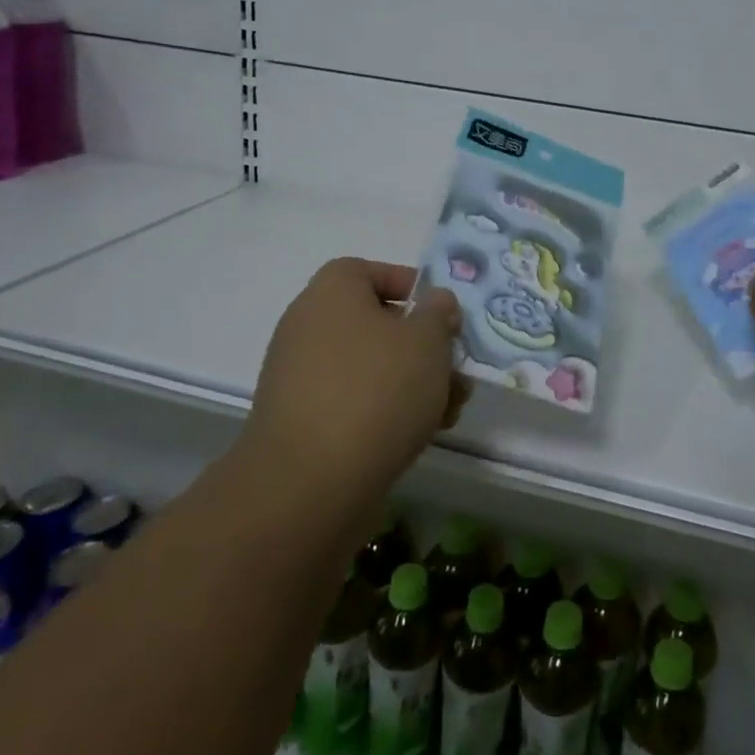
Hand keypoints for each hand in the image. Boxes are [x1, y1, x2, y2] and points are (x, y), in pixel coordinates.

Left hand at [239, 258, 464, 532]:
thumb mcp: (428, 340)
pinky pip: (352, 402)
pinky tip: (423, 434)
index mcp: (332, 292)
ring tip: (451, 410)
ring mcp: (300, 378)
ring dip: (414, 383)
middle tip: (455, 368)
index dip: (409, 285)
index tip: (441, 313)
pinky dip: (386, 411)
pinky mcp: (302, 423)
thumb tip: (435, 303)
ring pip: (370, 367)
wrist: (310, 483)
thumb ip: (439, 314)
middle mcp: (308, 327)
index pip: (368, 271)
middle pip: (375, 324)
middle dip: (423, 346)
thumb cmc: (377, 389)